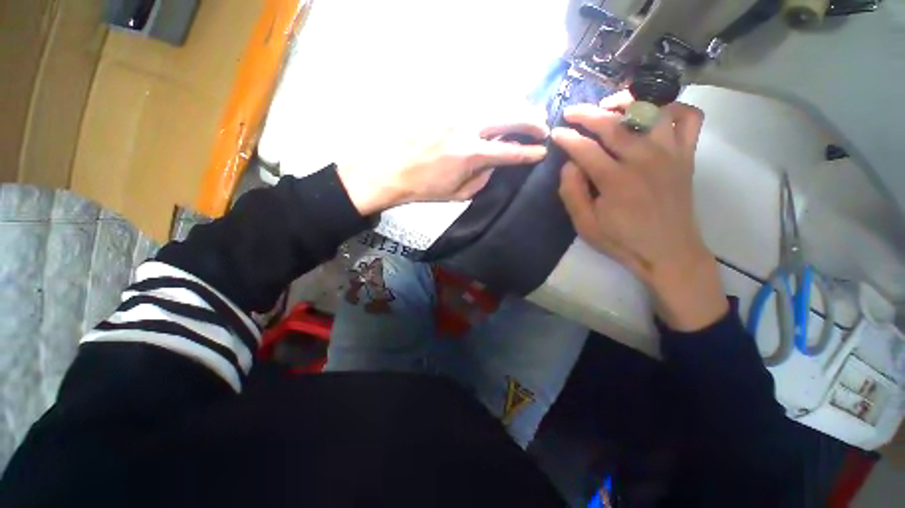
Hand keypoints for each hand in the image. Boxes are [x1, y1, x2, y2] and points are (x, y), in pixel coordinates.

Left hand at [337, 108, 548, 215]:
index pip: (510, 152)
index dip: (529, 152)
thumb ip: (482, 180)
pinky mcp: (444, 106)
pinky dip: (494, 104)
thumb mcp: (457, 194)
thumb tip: (495, 164)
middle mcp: (467, 128)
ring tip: (528, 114)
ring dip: (517, 108)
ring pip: (496, 102)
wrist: (391, 169)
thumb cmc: (424, 188)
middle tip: (543, 127)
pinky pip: (476, 100)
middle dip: (532, 122)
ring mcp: (455, 113)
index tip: (542, 152)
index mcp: (470, 155)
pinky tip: (500, 109)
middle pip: (510, 117)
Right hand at [552, 91, 727, 330]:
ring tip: (610, 106)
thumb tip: (569, 165)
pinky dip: (673, 108)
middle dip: (587, 114)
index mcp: (616, 180)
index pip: (585, 149)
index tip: (556, 132)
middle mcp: (644, 159)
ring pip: (651, 110)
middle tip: (571, 112)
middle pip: (613, 124)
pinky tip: (654, 114)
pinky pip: (689, 118)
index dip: (567, 138)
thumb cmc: (622, 240)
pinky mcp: (686, 155)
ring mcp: (670, 153)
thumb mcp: (585, 225)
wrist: (668, 252)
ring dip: (627, 102)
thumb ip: (572, 193)